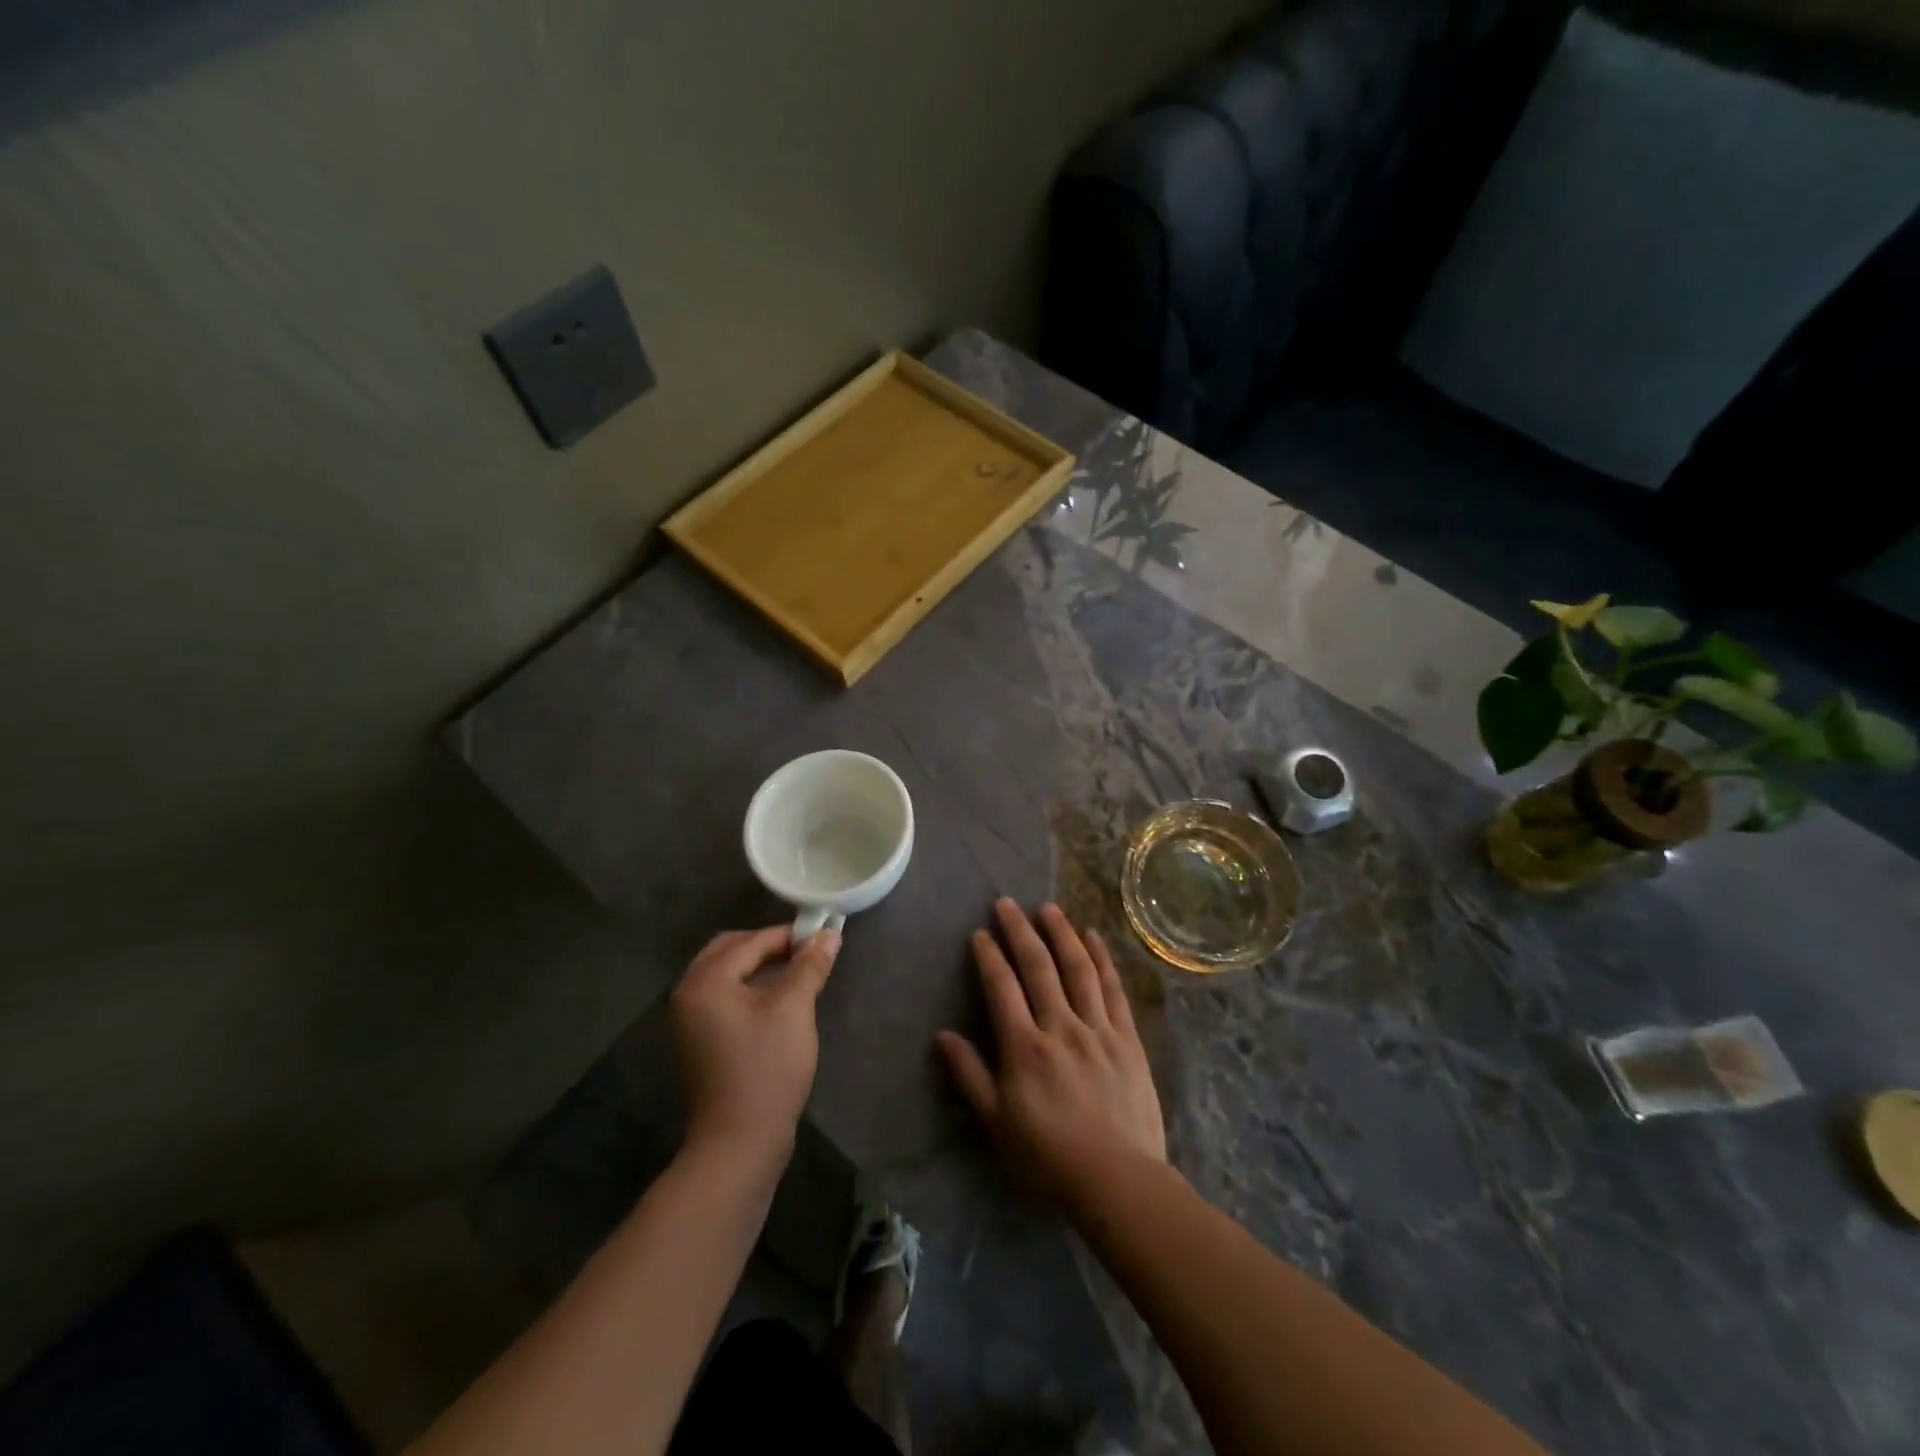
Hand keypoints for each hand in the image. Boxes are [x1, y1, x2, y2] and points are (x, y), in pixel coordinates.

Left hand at [670, 925, 840, 1170]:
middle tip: (807, 951)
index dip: (789, 935)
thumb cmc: (766, 1070)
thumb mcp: (794, 1010)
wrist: (738, 1145)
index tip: (823, 934)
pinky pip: (724, 998)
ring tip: (798, 972)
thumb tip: (829, 933)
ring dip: (760, 967)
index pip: (750, 941)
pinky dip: (750, 989)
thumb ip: (809, 966)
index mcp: (705, 981)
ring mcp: (689, 1021)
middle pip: (730, 951)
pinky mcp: (699, 1041)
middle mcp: (688, 994)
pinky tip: (779, 1000)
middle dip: (769, 946)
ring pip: (726, 974)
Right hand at [936, 899, 1165, 1214]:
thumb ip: (969, 1075)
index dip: (989, 956)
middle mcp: (1060, 1026)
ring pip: (1078, 969)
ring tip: (1048, 908)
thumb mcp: (996, 1124)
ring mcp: (1098, 1029)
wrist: (1118, 1180)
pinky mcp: (1127, 1038)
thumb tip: (942, 1035)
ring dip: (1061, 934)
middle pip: (1038, 967)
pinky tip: (1093, 938)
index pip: (1002, 988)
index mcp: (1024, 1047)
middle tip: (1007, 903)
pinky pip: (1113, 989)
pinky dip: (1102, 959)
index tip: (980, 933)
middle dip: (1020, 931)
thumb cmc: (1049, 1157)